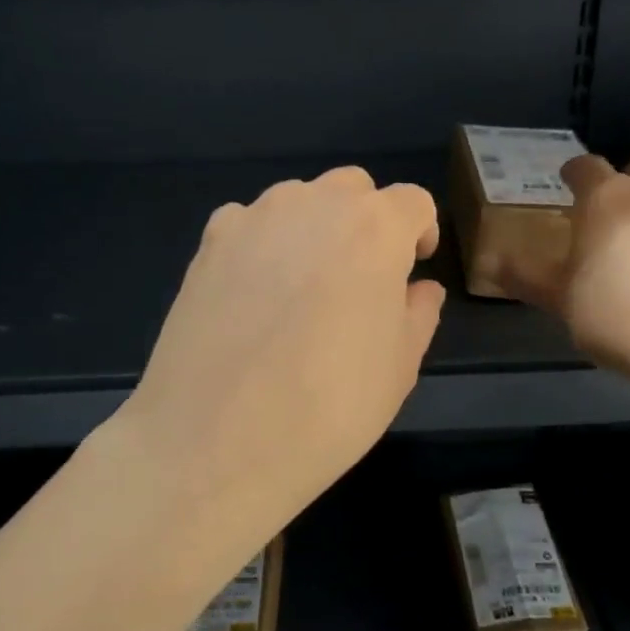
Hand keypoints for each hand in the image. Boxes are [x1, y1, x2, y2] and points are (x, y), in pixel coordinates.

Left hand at [120, 167, 444, 533]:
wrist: (216, 441)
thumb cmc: (330, 406)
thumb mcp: (400, 366)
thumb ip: (418, 312)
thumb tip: (418, 288)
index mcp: (375, 228)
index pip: (412, 201)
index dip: (421, 231)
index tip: (414, 268)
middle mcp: (314, 204)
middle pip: (353, 189)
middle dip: (367, 221)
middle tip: (362, 277)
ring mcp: (253, 219)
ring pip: (298, 200)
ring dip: (314, 227)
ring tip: (306, 287)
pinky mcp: (208, 244)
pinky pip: (249, 224)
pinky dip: (263, 243)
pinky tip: (256, 294)